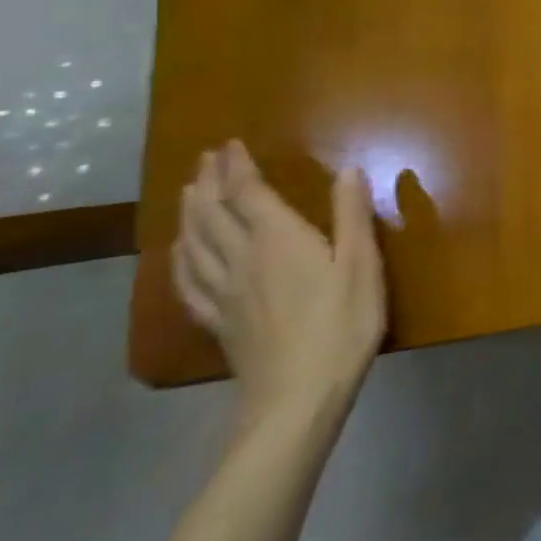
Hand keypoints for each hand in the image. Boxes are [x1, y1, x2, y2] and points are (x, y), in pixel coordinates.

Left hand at [173, 141, 386, 429]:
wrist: (297, 396)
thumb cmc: (342, 324)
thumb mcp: (362, 265)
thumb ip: (352, 215)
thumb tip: (349, 169)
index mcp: (278, 240)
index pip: (248, 194)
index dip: (238, 168)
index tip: (230, 144)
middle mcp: (242, 259)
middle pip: (213, 214)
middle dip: (210, 183)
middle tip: (206, 159)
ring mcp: (223, 292)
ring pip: (194, 244)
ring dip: (189, 213)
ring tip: (188, 193)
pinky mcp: (217, 320)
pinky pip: (187, 281)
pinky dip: (178, 258)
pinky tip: (178, 254)